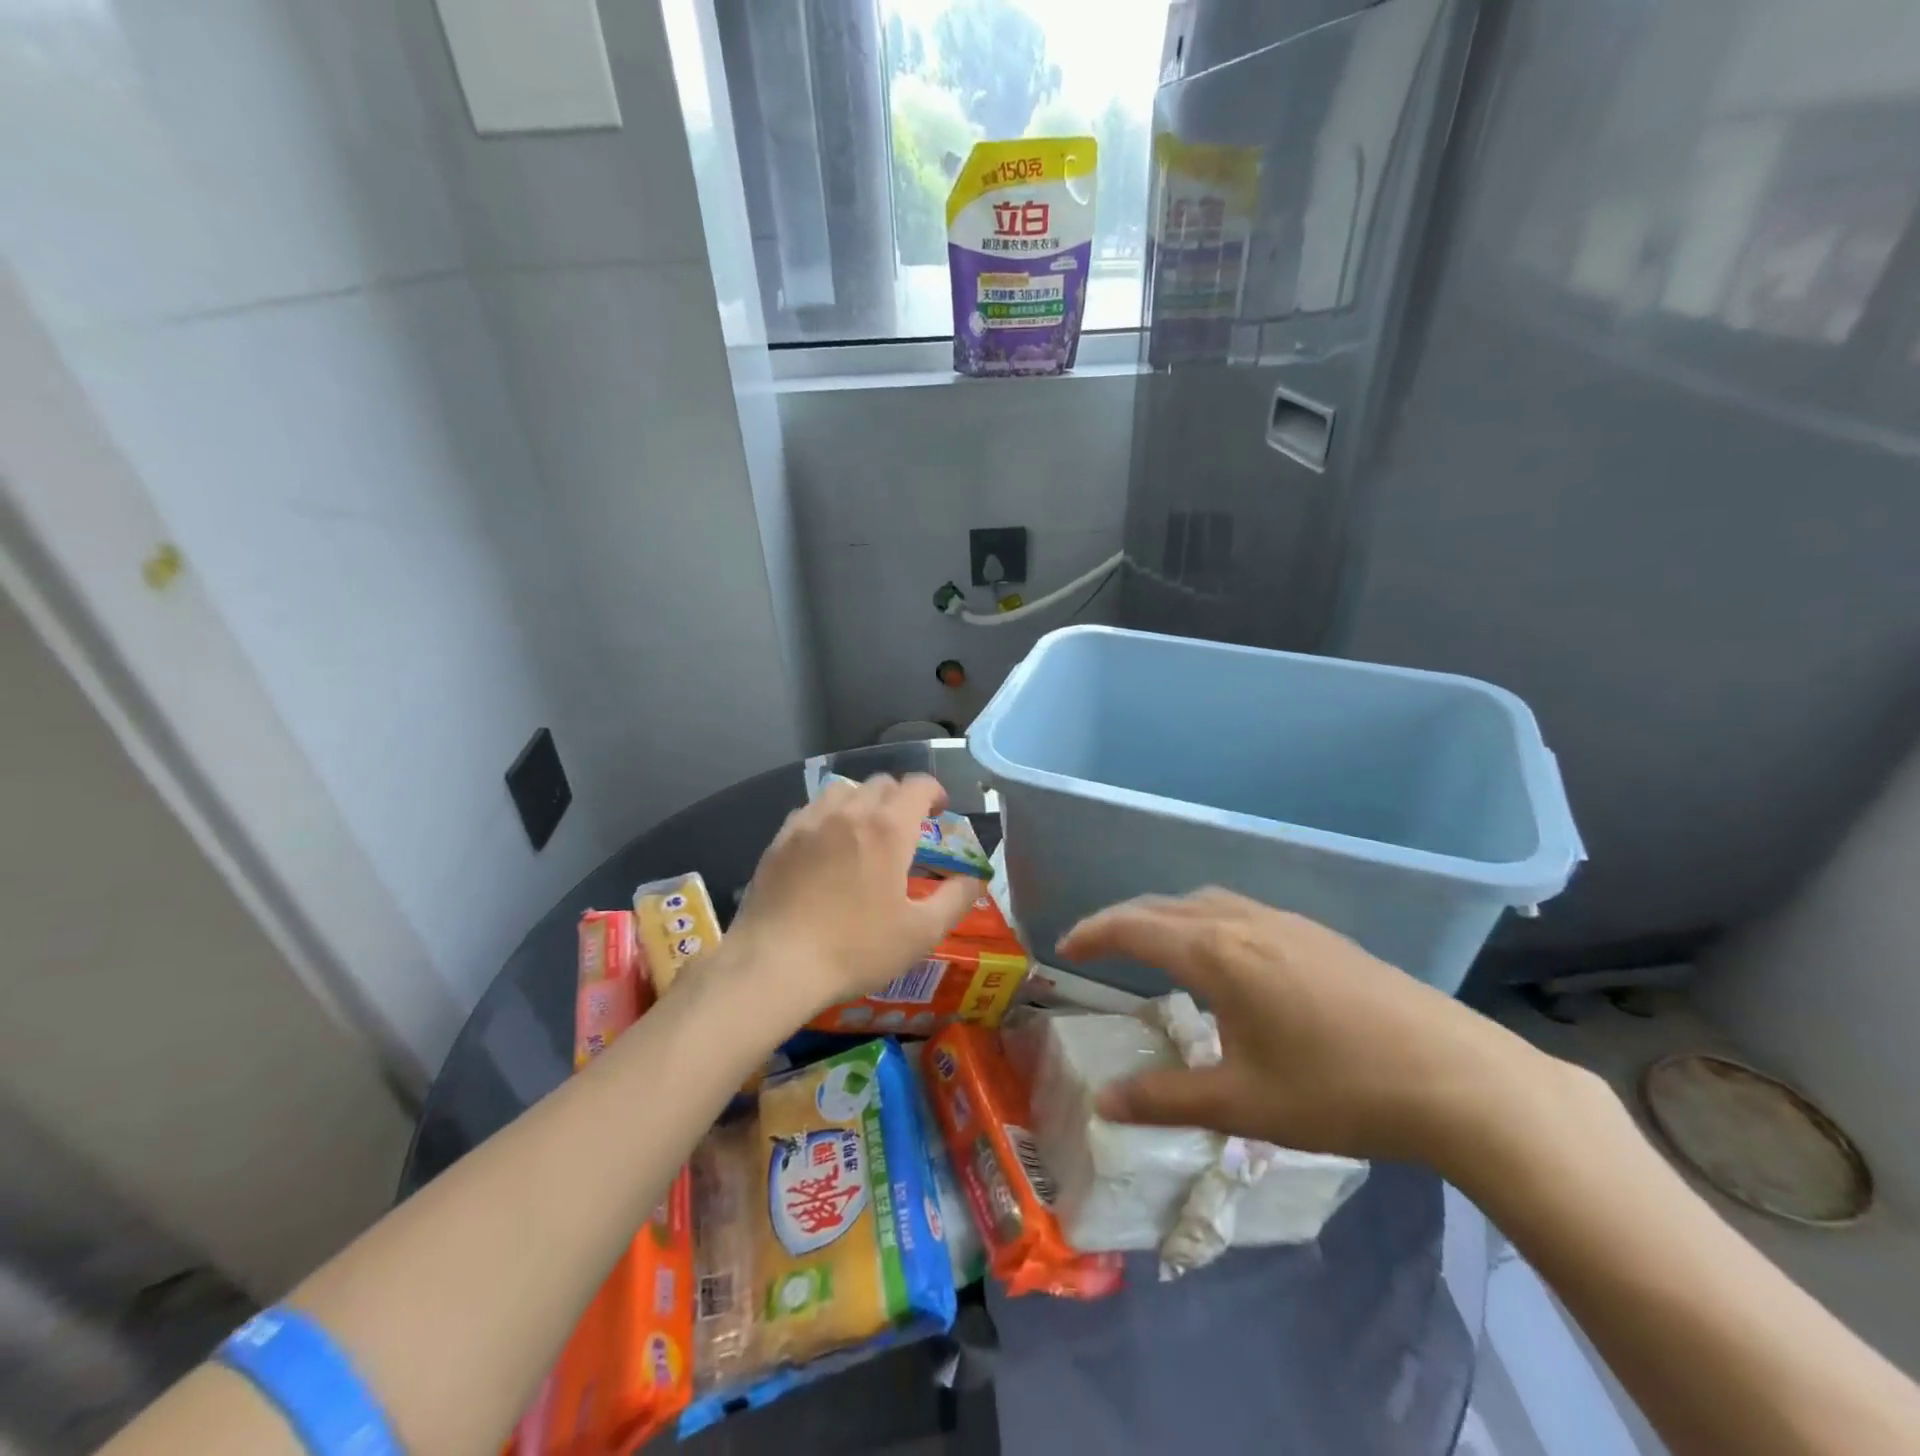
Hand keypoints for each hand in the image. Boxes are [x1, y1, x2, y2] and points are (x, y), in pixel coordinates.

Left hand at [726, 774, 977, 1017]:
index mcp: (888, 828)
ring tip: (865, 831)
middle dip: (900, 797)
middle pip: (881, 783)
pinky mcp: (780, 839)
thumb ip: (956, 899)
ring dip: (863, 801)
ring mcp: (809, 822)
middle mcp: (849, 812)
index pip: (917, 785)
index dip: (934, 792)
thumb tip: (974, 878)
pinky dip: (829, 816)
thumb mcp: (921, 933)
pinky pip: (811, 809)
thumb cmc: (856, 948)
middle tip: (906, 829)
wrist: (776, 964)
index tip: (940, 811)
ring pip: (843, 790)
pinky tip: (826, 846)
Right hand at [1057, 888, 1556, 1167]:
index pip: (1134, 927)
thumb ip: (1166, 1100)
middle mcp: (1243, 922)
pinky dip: (1203, 919)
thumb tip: (1103, 1103)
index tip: (1064, 948)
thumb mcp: (1243, 1104)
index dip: (1093, 932)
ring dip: (1164, 915)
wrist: (1458, 1078)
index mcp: (1217, 953)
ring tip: (1149, 944)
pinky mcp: (1317, 935)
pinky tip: (1220, 955)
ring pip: (1204, 901)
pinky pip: (1237, 910)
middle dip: (1121, 920)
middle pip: (1164, 906)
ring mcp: (1284, 922)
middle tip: (1094, 944)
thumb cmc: (1339, 1089)